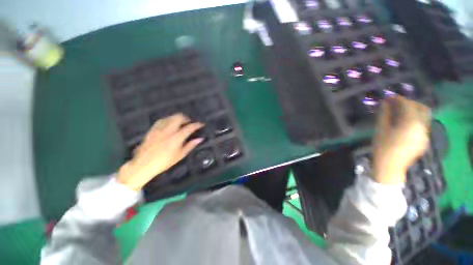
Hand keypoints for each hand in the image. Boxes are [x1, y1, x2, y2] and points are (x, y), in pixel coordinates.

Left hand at [118, 114, 203, 190]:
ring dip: (177, 118)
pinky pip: (161, 120)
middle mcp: (168, 130)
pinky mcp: (152, 130)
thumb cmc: (164, 162)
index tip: (201, 124)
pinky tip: (169, 124)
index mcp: (177, 137)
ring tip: (180, 123)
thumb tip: (200, 139)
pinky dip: (168, 120)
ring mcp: (159, 129)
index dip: (197, 125)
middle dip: (186, 118)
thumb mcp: (180, 155)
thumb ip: (191, 145)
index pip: (190, 127)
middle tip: (190, 123)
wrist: (143, 164)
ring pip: (170, 117)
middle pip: (179, 117)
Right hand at [372, 96, 430, 184]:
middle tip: (397, 103)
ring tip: (400, 112)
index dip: (398, 99)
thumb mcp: (381, 130)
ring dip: (414, 111)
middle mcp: (422, 127)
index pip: (408, 105)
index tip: (389, 97)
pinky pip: (423, 124)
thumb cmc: (382, 148)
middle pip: (422, 108)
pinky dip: (415, 119)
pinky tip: (404, 123)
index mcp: (411, 124)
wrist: (390, 167)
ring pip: (424, 116)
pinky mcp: (425, 140)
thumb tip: (386, 103)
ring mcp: (425, 134)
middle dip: (410, 103)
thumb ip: (385, 114)